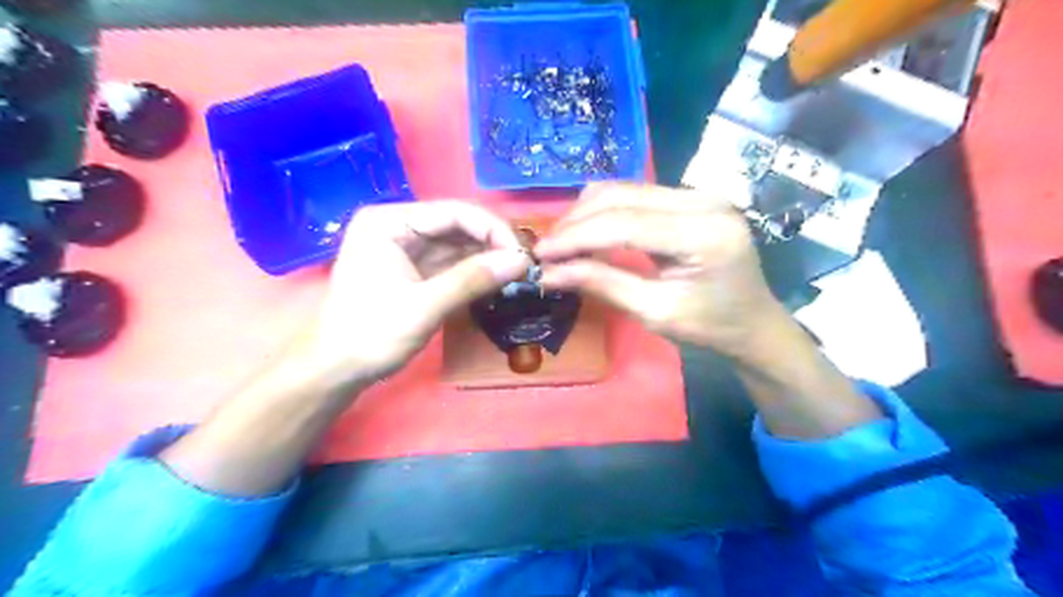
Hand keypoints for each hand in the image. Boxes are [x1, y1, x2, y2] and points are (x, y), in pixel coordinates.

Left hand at [288, 200, 527, 387]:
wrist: (337, 370)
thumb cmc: (371, 334)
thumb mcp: (424, 306)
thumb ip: (473, 280)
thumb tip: (522, 261)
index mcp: (388, 222)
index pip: (452, 213)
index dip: (492, 230)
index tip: (523, 255)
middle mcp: (398, 226)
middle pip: (458, 225)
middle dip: (492, 244)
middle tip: (525, 266)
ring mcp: (406, 247)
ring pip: (458, 244)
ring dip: (487, 258)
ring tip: (517, 274)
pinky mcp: (415, 269)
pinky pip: (452, 262)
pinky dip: (475, 271)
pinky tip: (497, 280)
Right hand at [542, 182, 787, 359]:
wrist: (754, 322)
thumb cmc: (710, 327)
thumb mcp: (654, 313)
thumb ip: (602, 284)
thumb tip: (550, 273)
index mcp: (705, 234)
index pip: (626, 224)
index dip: (577, 237)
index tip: (540, 254)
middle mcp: (705, 201)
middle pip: (623, 197)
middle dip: (577, 222)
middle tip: (547, 250)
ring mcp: (700, 193)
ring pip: (626, 189)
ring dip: (587, 213)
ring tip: (563, 242)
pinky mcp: (692, 197)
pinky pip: (638, 194)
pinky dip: (607, 211)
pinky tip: (589, 231)